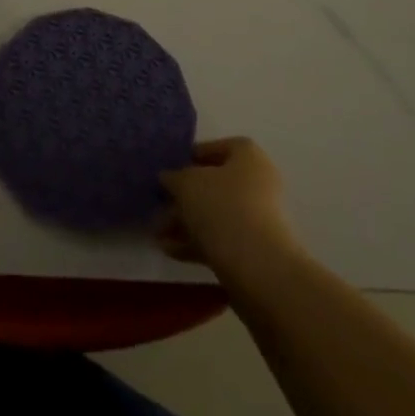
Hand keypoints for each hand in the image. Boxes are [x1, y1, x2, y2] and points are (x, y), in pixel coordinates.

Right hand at [159, 137, 299, 282]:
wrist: (258, 267)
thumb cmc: (222, 207)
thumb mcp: (186, 183)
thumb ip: (173, 177)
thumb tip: (168, 178)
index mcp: (248, 157)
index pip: (218, 147)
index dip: (192, 156)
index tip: (170, 169)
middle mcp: (257, 184)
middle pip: (214, 184)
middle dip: (183, 197)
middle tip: (157, 205)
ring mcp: (257, 219)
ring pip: (214, 214)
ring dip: (184, 222)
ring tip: (156, 234)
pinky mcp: (253, 251)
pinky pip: (219, 239)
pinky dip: (195, 242)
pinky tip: (169, 251)